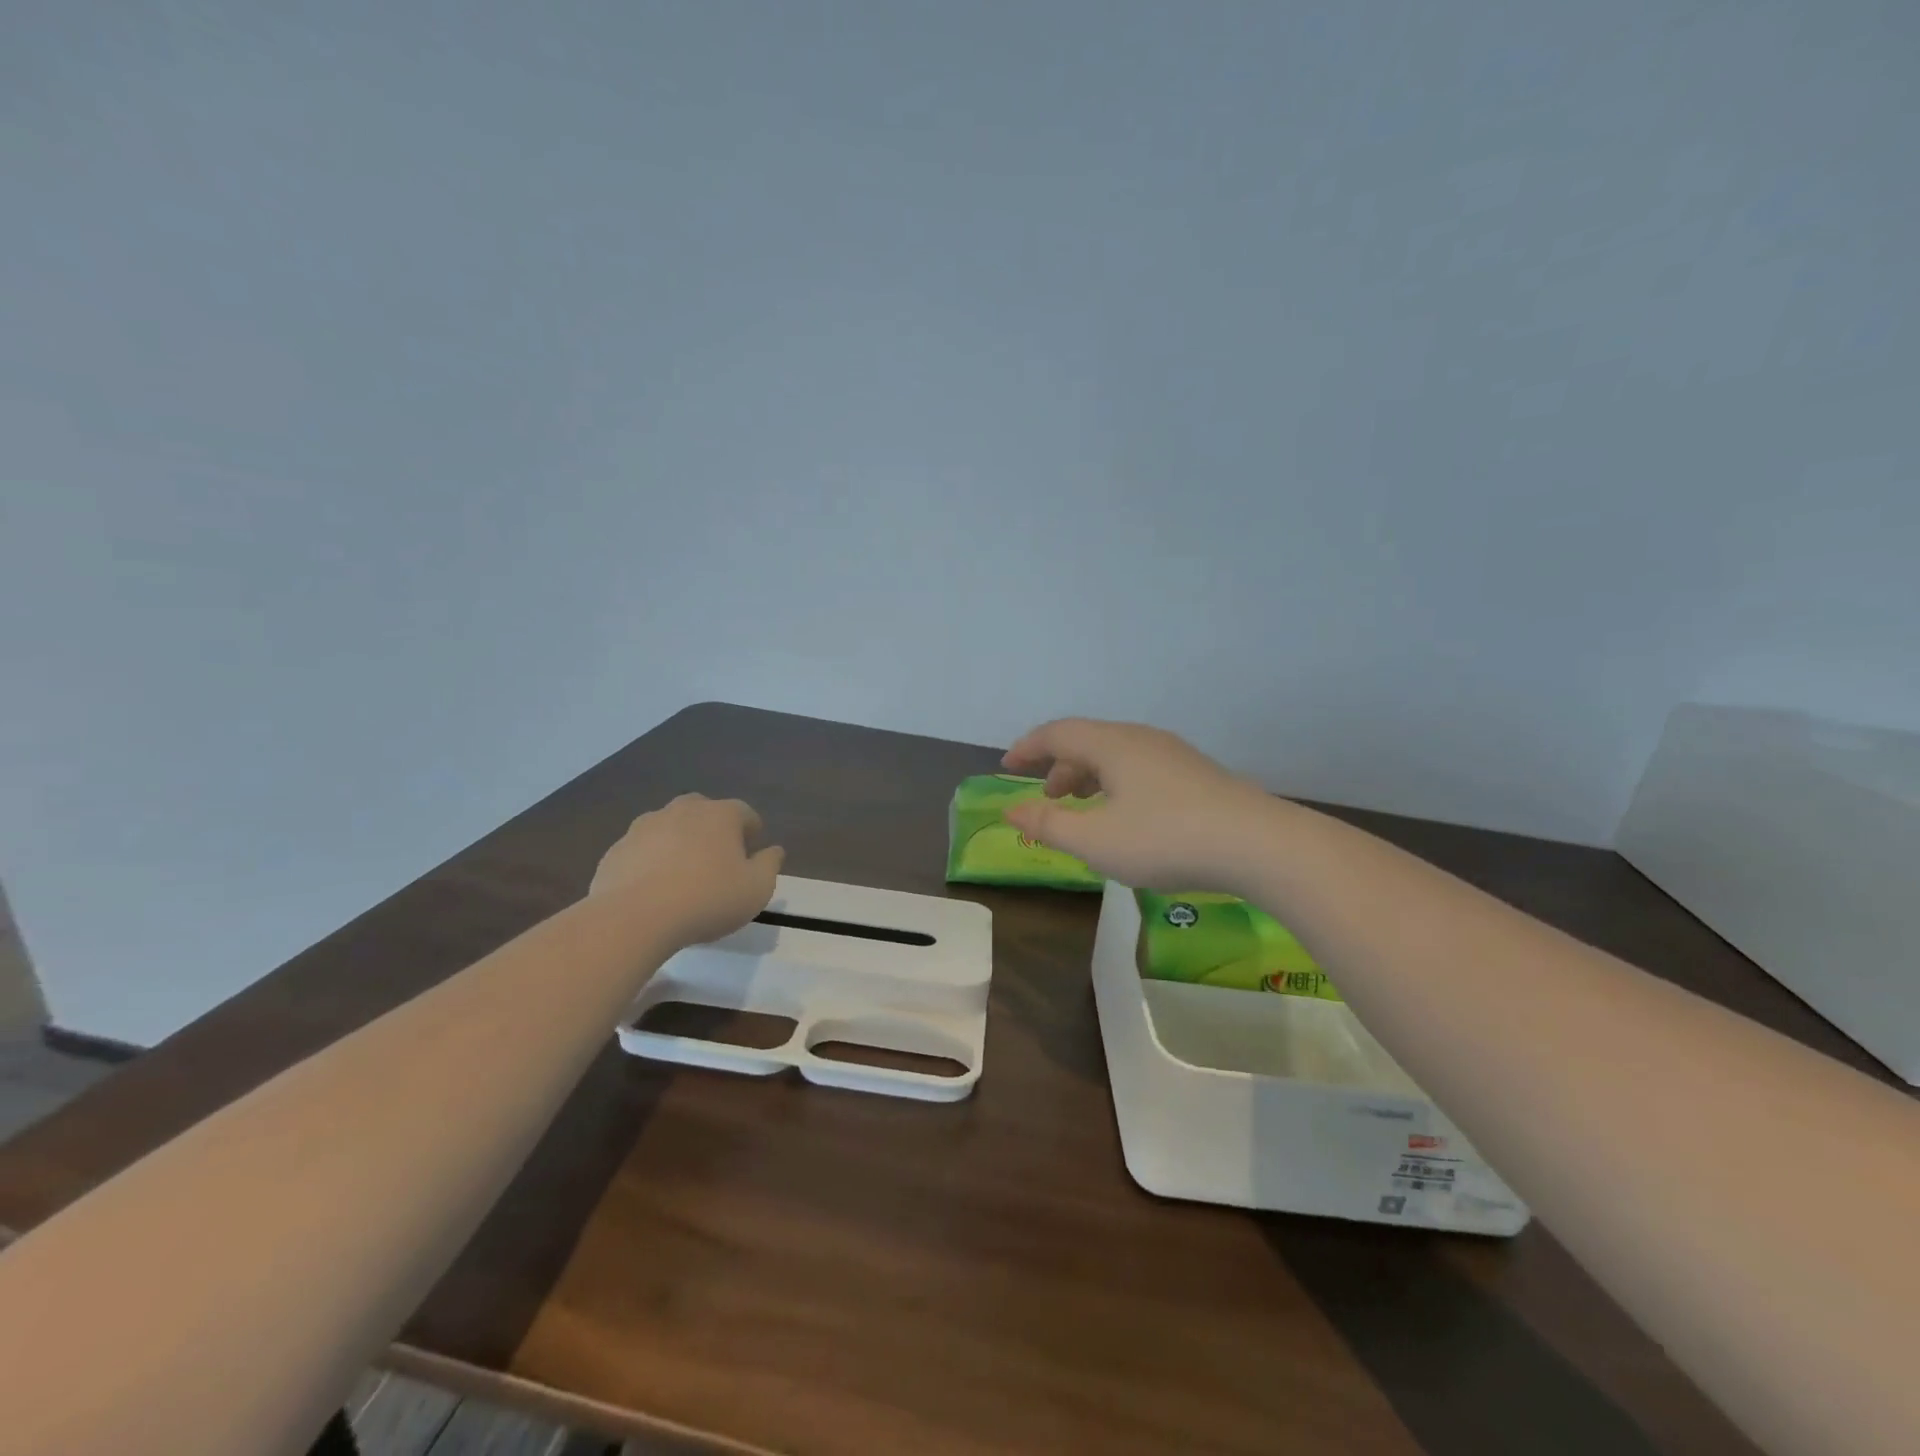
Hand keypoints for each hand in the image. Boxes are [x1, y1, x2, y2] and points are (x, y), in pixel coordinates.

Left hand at [590, 794, 784, 945]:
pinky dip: (651, 861)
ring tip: (682, 877)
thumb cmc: (707, 899)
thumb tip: (774, 850)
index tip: (751, 855)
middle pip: (704, 811)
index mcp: (721, 814)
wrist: (634, 918)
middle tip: (717, 862)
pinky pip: (642, 849)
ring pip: (670, 827)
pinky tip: (653, 890)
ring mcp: (645, 826)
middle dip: (713, 830)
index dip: (751, 832)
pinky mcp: (617, 849)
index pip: (745, 813)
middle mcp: (683, 810)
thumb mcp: (757, 889)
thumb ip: (770, 865)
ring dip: (679, 843)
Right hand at [1000, 719, 1274, 892]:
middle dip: (1059, 766)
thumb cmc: (1165, 839)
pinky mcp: (1195, 774)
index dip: (1027, 748)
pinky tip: (1125, 815)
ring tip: (1082, 807)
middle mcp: (1140, 739)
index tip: (1007, 766)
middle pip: (1087, 741)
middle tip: (1047, 797)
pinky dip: (1116, 784)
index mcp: (1111, 745)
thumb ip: (1048, 824)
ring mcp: (1172, 754)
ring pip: (1116, 755)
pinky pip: (1139, 768)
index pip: (1057, 733)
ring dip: (1089, 776)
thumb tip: (1010, 809)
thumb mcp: (1095, 840)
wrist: (1258, 844)